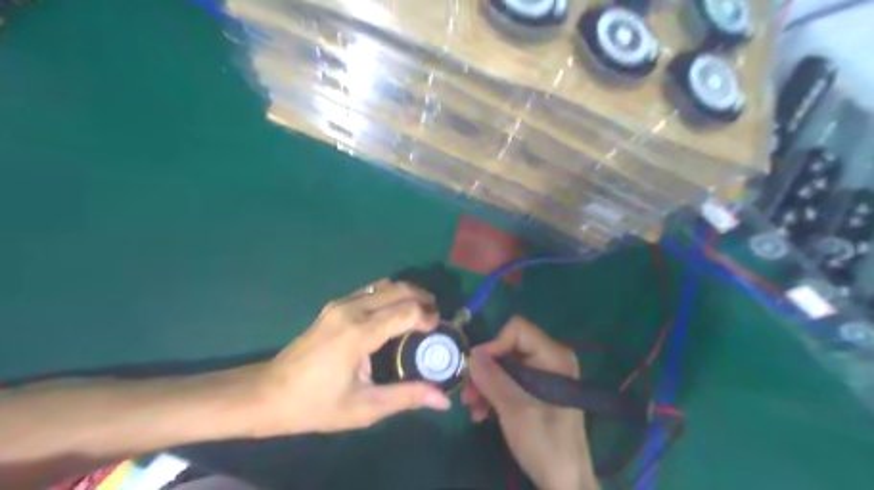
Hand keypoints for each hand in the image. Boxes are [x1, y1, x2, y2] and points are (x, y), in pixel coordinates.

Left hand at [245, 280, 449, 435]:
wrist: (267, 394)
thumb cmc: (316, 404)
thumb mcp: (364, 408)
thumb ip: (406, 397)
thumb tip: (443, 399)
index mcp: (360, 333)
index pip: (406, 311)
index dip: (428, 317)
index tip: (439, 330)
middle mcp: (352, 309)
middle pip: (398, 290)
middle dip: (422, 299)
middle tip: (436, 318)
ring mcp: (340, 304)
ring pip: (384, 286)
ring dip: (407, 294)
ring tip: (420, 313)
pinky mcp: (334, 306)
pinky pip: (370, 291)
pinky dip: (390, 296)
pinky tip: (394, 313)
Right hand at [461, 317, 597, 489]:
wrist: (565, 483)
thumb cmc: (546, 443)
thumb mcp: (516, 409)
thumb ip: (493, 379)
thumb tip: (471, 355)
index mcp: (554, 356)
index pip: (517, 329)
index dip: (494, 344)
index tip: (476, 368)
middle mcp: (549, 359)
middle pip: (507, 348)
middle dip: (485, 370)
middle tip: (467, 393)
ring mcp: (543, 375)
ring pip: (504, 366)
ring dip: (485, 384)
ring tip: (472, 408)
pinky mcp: (536, 391)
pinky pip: (508, 381)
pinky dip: (493, 394)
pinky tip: (481, 413)